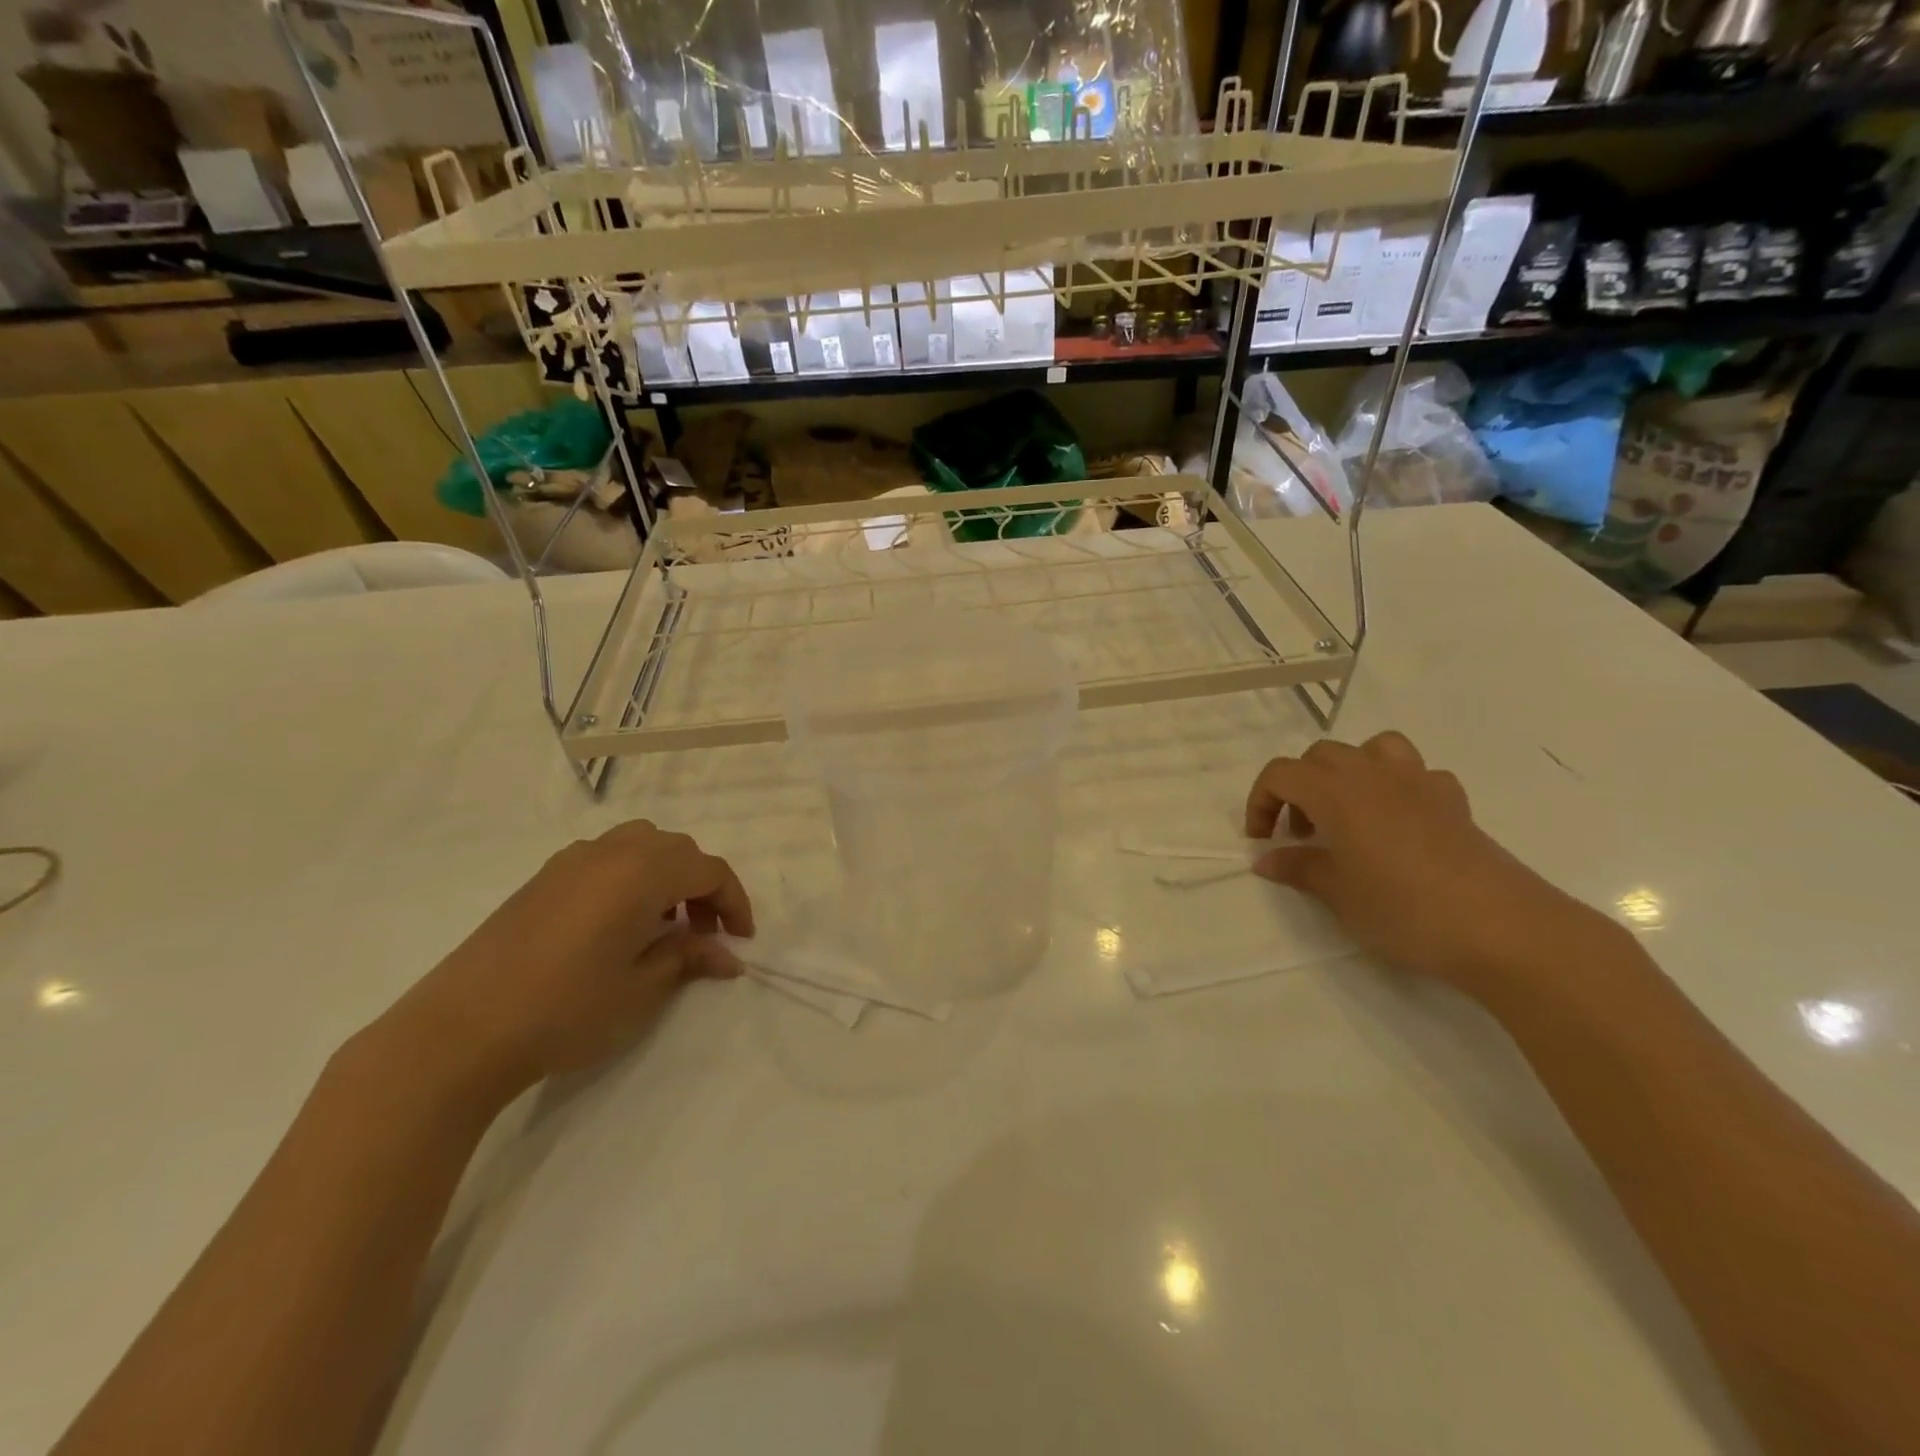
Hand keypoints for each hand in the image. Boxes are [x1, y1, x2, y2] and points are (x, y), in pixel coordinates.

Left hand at [378, 821, 753, 1103]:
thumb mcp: (640, 988)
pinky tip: (616, 922)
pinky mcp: (542, 878)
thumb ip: (688, 958)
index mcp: (642, 872)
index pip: (709, 870)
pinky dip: (629, 876)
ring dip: (666, 875)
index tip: (741, 941)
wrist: (459, 1031)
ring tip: (662, 923)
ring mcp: (571, 861)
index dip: (733, 902)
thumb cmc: (565, 1009)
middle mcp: (611, 852)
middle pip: (678, 850)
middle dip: (701, 887)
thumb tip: (727, 956)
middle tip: (703, 934)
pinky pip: (605, 857)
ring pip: (640, 845)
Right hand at [1246, 732, 1612, 993]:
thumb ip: (1298, 868)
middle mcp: (1374, 776)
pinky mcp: (1455, 803)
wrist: (1501, 928)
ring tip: (1349, 811)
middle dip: (1300, 787)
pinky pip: (1419, 775)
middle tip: (1302, 833)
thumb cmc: (1404, 910)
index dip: (1261, 801)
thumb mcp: (1338, 895)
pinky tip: (1402, 822)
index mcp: (1337, 793)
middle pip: (1321, 755)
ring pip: (1374, 748)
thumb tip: (1267, 859)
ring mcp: (1420, 784)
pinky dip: (1401, 788)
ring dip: (1351, 771)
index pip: (1281, 773)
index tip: (1262, 840)